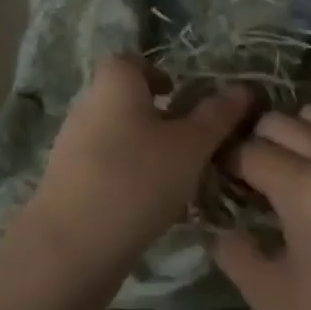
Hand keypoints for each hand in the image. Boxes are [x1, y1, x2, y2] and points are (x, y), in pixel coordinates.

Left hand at [28, 56, 251, 264]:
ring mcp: (72, 148)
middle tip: (193, 143)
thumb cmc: (137, 179)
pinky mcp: (67, 185)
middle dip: (159, 118)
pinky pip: (106, 170)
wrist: (72, 247)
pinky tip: (153, 209)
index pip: (131, 62)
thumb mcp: (191, 146)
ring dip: (147, 152)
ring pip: (118, 138)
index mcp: (113, 85)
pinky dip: (130, 180)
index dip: (156, 73)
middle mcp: (87, 107)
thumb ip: (217, 116)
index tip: (181, 95)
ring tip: (180, 180)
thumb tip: (243, 89)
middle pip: (126, 102)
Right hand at [212, 105, 310, 309]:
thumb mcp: (267, 295)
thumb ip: (231, 249)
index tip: (220, 184)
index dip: (225, 165)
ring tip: (292, 170)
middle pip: (279, 122)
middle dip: (256, 145)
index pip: (247, 151)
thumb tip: (215, 223)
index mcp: (304, 189)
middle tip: (252, 180)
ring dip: (296, 135)